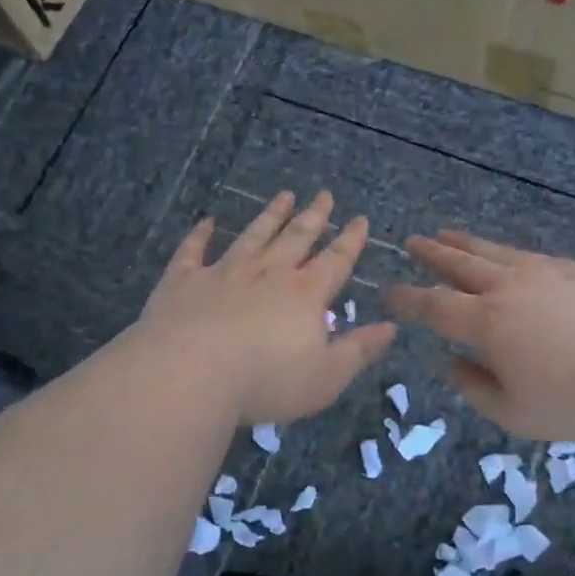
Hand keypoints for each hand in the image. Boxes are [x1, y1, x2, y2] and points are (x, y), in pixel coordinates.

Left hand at [139, 191, 396, 425]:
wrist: (189, 374)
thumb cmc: (266, 381)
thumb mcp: (326, 376)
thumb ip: (358, 350)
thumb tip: (390, 327)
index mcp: (305, 295)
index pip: (335, 261)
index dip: (350, 240)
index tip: (360, 219)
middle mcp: (268, 273)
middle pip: (296, 238)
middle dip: (313, 216)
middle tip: (324, 194)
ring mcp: (224, 272)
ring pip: (253, 236)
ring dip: (270, 216)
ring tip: (283, 196)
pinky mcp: (184, 282)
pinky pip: (193, 251)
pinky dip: (200, 235)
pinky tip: (206, 221)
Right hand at [386, 232, 574, 439]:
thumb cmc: (574, 401)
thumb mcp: (514, 414)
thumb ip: (475, 388)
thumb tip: (454, 363)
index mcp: (486, 322)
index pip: (434, 305)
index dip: (407, 298)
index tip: (389, 291)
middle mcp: (508, 288)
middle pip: (460, 263)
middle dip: (431, 253)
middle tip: (412, 242)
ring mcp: (544, 272)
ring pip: (494, 251)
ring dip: (465, 243)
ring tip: (447, 234)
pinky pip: (530, 255)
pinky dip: (507, 253)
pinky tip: (507, 256)